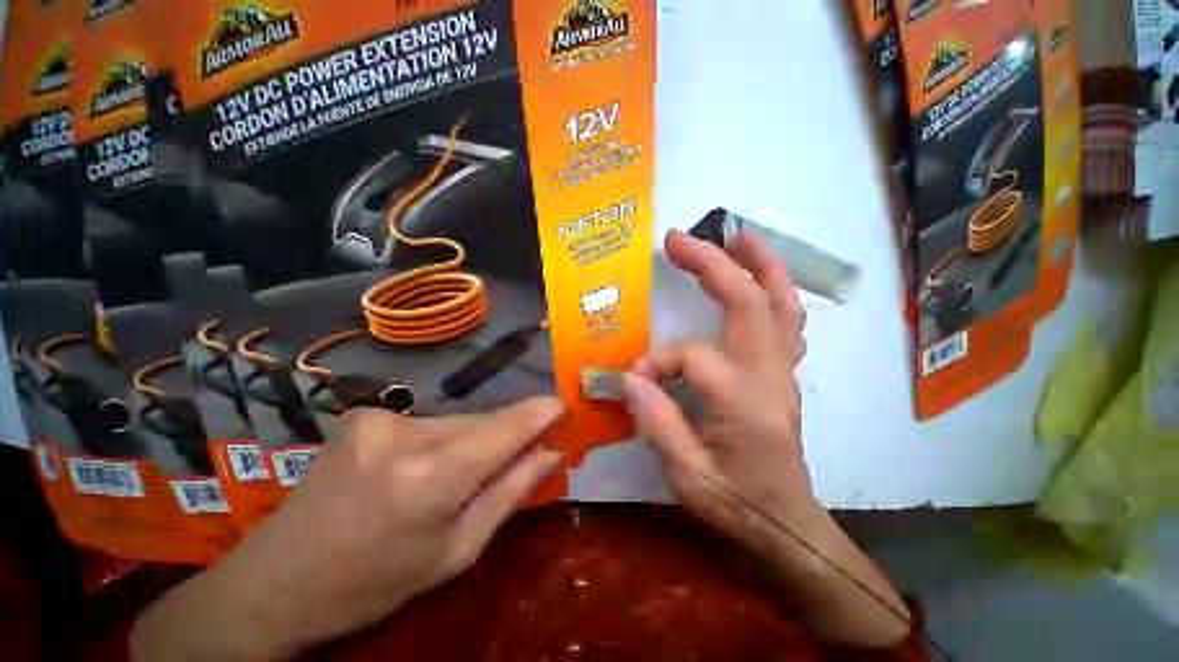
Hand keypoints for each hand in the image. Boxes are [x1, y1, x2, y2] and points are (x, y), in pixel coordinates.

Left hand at [131, 398, 562, 661]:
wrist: (276, 581)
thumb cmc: (373, 584)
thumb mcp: (454, 553)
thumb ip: (510, 494)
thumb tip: (549, 453)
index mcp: (430, 478)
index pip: (503, 429)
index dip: (537, 413)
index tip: (561, 405)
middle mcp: (406, 435)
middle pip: (482, 421)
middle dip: (505, 434)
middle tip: (520, 453)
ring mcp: (380, 419)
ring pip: (458, 420)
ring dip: (472, 439)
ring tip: (459, 474)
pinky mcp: (365, 416)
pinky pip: (430, 422)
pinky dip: (443, 439)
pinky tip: (424, 467)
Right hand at [626, 229, 817, 554]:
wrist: (787, 525)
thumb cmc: (738, 506)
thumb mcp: (688, 478)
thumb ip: (656, 423)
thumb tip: (629, 379)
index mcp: (745, 402)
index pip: (692, 358)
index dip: (657, 363)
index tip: (634, 381)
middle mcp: (771, 375)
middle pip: (748, 302)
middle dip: (712, 264)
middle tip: (679, 239)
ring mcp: (784, 371)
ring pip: (781, 303)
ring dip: (760, 264)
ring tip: (738, 235)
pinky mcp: (784, 373)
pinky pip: (786, 321)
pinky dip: (774, 290)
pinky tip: (757, 276)